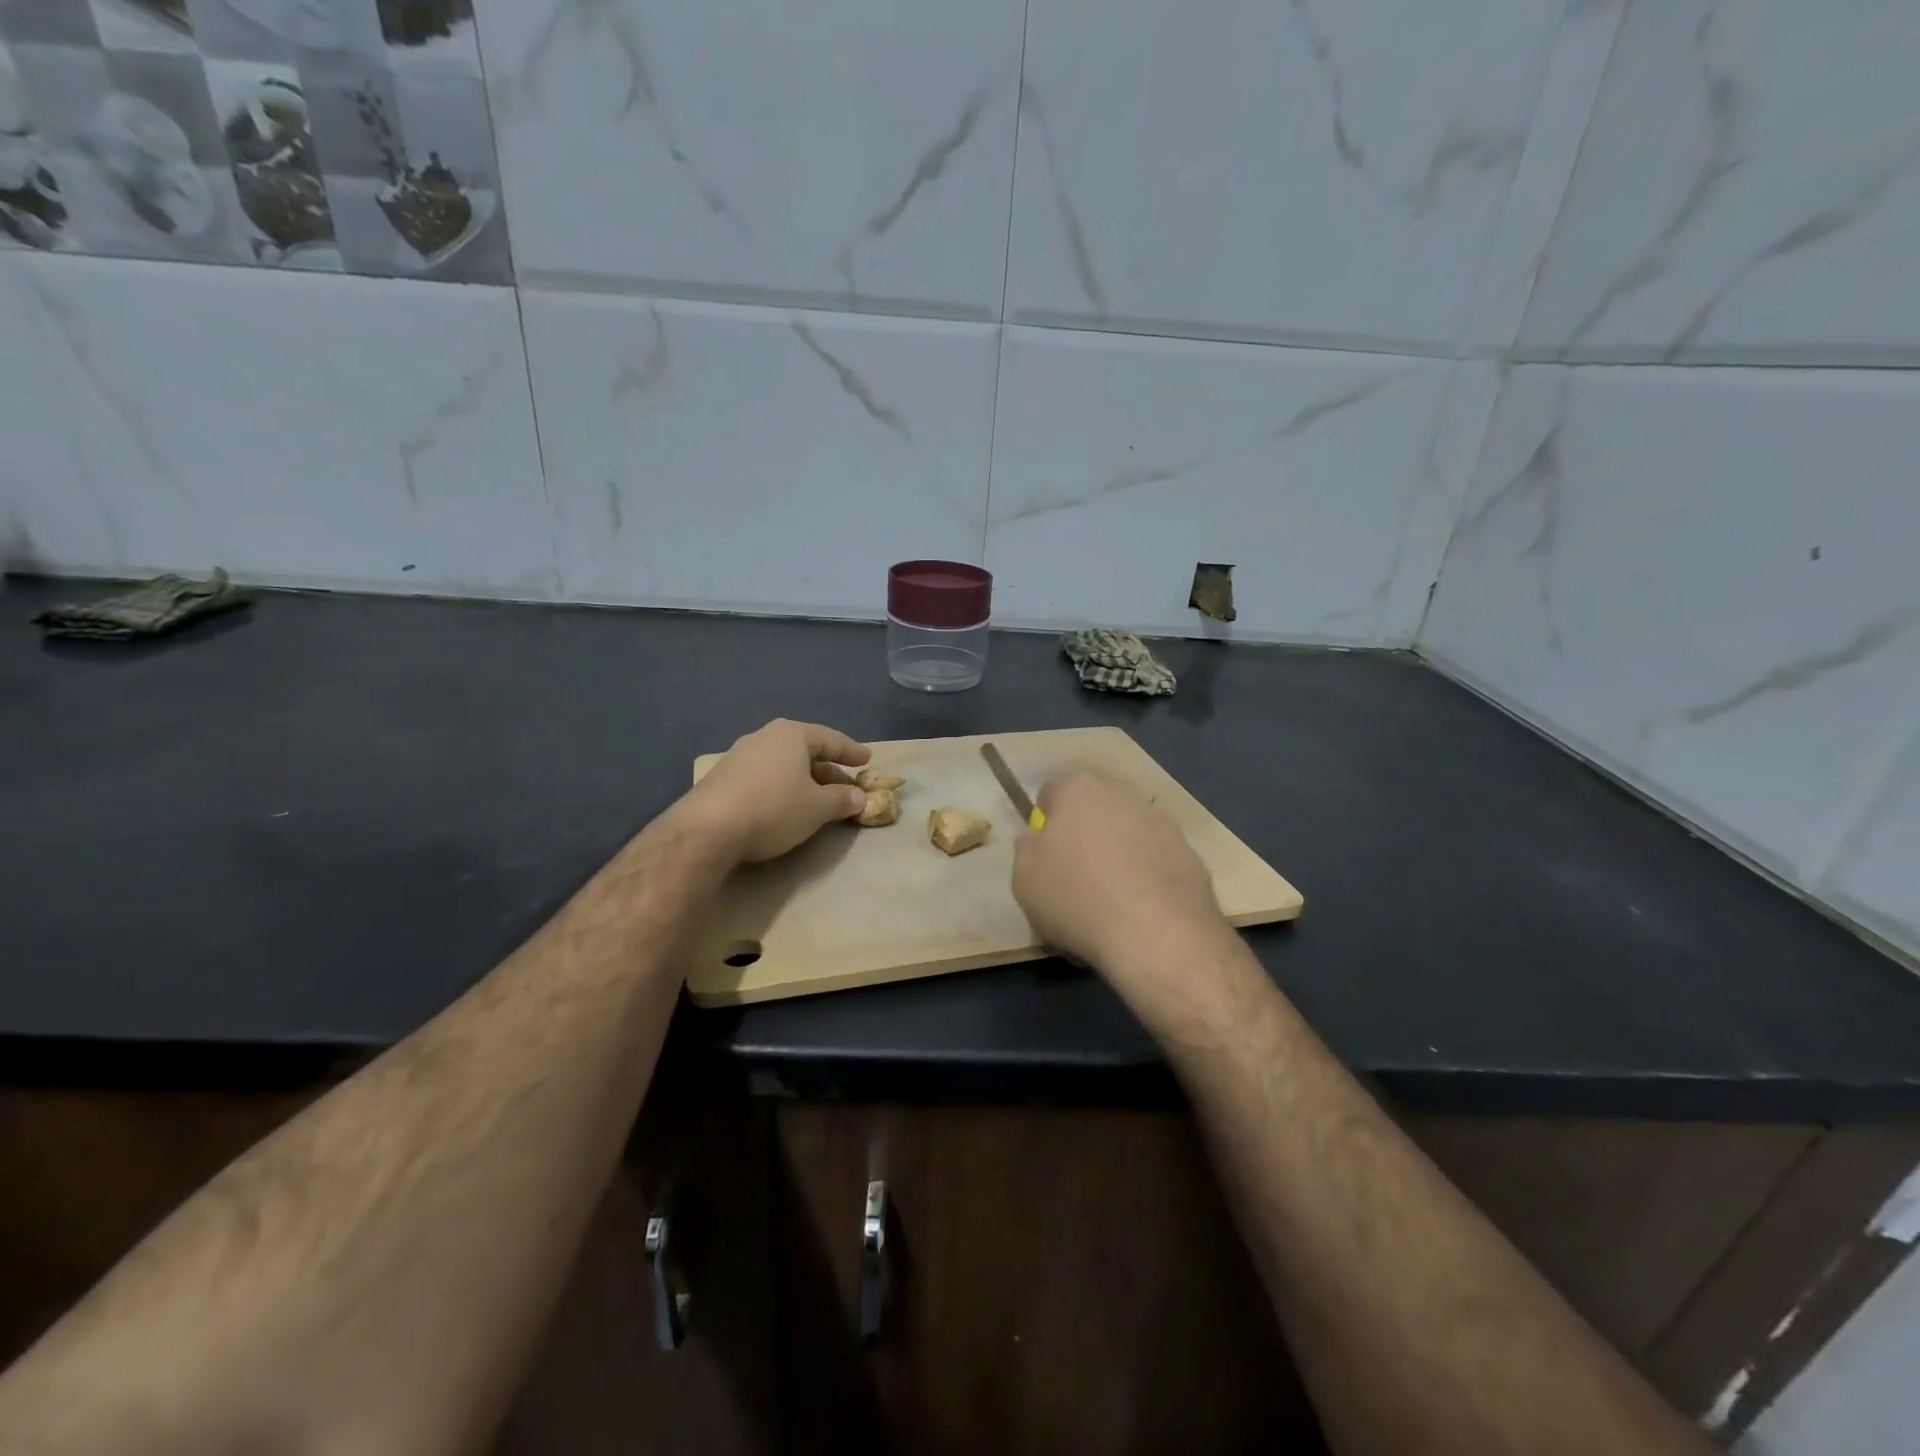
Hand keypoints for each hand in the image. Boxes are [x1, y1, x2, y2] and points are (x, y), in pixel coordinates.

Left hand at [679, 719, 870, 863]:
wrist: (707, 830)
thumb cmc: (774, 809)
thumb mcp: (818, 808)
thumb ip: (842, 800)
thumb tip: (859, 797)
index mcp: (792, 735)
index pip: (831, 739)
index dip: (852, 751)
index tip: (867, 760)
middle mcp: (765, 737)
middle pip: (806, 751)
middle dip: (829, 770)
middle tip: (847, 786)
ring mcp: (740, 756)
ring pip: (784, 764)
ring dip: (805, 780)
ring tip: (819, 798)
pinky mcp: (723, 778)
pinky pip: (765, 776)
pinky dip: (783, 787)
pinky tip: (787, 805)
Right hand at [1012, 772, 1228, 992]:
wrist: (1159, 935)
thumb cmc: (1077, 898)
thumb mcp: (1024, 877)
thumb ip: (1028, 849)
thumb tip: (1039, 840)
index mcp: (1079, 789)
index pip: (1052, 793)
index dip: (1045, 823)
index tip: (1044, 856)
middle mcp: (1124, 794)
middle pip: (1095, 810)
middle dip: (1085, 835)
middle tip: (1076, 878)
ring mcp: (1163, 823)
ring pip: (1129, 835)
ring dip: (1119, 857)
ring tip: (1111, 904)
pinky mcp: (1191, 855)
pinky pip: (1157, 863)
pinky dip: (1148, 880)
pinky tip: (1140, 915)